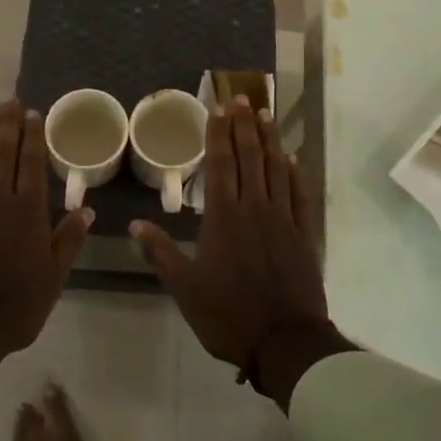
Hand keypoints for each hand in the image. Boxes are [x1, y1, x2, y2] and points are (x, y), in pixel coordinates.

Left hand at [0, 100, 92, 370]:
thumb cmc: (16, 306)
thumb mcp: (53, 278)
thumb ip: (67, 240)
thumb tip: (85, 209)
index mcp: (27, 213)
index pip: (30, 164)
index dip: (31, 137)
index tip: (32, 114)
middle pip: (2, 156)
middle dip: (7, 126)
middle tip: (9, 101)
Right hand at [131, 99, 350, 407]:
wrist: (284, 342)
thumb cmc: (227, 314)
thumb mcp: (184, 287)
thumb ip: (161, 251)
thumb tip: (136, 224)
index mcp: (224, 217)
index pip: (220, 165)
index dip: (218, 135)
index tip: (218, 110)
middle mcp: (254, 208)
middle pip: (250, 158)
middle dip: (244, 126)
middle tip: (242, 98)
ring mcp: (283, 220)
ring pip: (277, 170)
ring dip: (271, 140)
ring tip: (266, 115)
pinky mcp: (304, 236)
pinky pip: (301, 196)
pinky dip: (297, 174)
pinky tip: (293, 159)